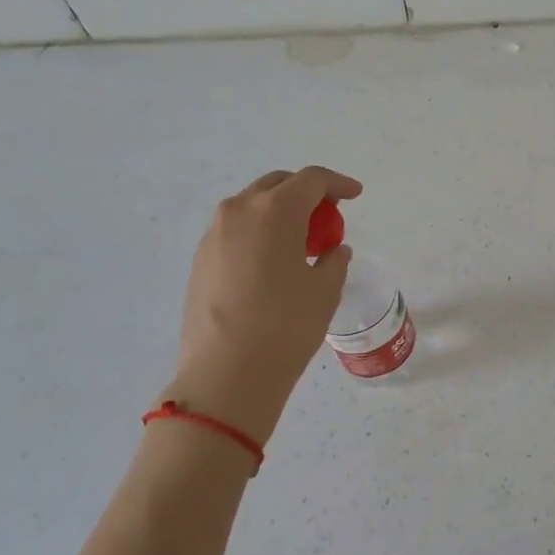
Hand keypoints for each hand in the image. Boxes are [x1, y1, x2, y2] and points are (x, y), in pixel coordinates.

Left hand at [161, 166, 359, 444]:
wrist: (225, 374)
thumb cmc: (285, 326)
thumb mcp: (324, 291)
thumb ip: (334, 261)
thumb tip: (333, 251)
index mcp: (274, 211)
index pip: (311, 180)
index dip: (337, 183)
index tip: (354, 195)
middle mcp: (239, 212)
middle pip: (278, 184)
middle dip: (306, 193)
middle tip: (328, 216)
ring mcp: (213, 235)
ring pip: (253, 206)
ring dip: (280, 212)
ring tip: (301, 242)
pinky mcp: (200, 259)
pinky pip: (236, 230)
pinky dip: (259, 233)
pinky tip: (272, 263)